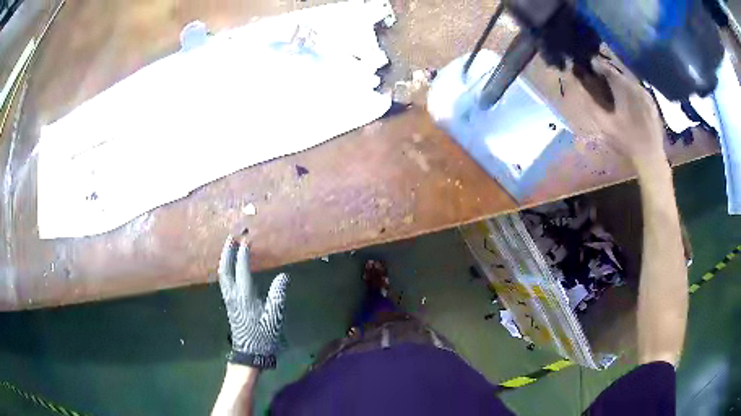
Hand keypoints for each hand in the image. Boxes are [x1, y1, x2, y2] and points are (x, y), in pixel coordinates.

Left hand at [218, 236, 288, 368]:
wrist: (249, 353)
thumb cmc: (264, 336)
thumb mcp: (274, 317)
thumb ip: (277, 295)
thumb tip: (283, 276)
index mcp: (244, 296)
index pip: (242, 269)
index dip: (244, 254)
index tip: (247, 240)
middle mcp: (233, 295)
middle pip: (225, 269)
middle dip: (227, 251)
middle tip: (232, 237)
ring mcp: (228, 299)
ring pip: (222, 274)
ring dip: (224, 258)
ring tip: (229, 247)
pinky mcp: (228, 303)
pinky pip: (224, 280)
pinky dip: (225, 268)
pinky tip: (229, 266)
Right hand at [578, 59, 666, 167]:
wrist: (651, 157)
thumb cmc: (627, 142)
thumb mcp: (605, 125)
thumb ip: (591, 104)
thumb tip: (578, 88)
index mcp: (623, 87)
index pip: (606, 67)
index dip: (595, 64)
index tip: (587, 65)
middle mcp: (635, 85)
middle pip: (618, 69)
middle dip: (607, 68)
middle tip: (598, 72)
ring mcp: (645, 93)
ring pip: (629, 77)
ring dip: (619, 76)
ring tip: (611, 82)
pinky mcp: (651, 101)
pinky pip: (638, 87)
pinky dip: (630, 86)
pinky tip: (626, 95)